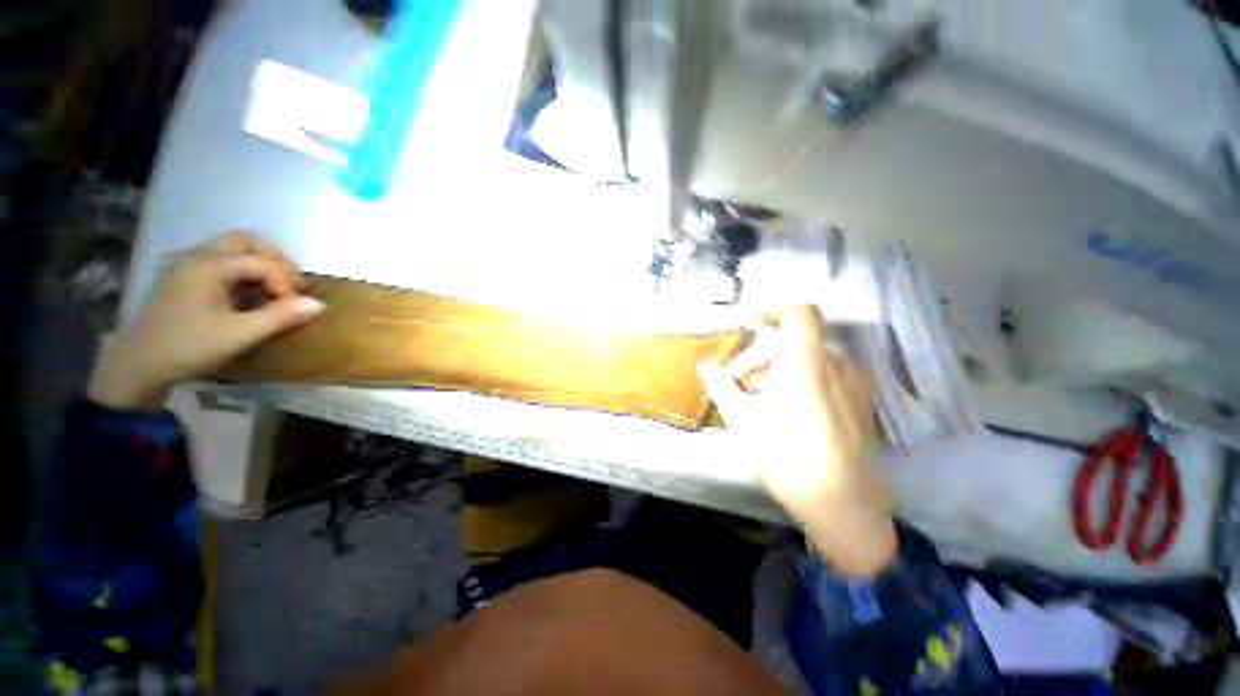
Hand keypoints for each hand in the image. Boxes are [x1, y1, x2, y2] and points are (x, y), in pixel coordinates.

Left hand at [87, 232, 325, 410]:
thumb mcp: (238, 335)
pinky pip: (221, 261)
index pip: (261, 262)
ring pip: (232, 249)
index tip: (295, 307)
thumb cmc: (188, 347)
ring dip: (259, 264)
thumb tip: (320, 304)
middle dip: (275, 260)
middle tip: (291, 286)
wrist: (137, 366)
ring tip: (273, 290)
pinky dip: (243, 271)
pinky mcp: (183, 278)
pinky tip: (249, 294)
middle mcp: (197, 256)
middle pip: (246, 242)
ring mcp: (187, 265)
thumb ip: (280, 317)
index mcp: (208, 265)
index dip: (285, 282)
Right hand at [699, 306, 896, 575]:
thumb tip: (704, 367)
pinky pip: (823, 376)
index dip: (772, 309)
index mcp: (806, 364)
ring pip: (806, 360)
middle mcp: (835, 365)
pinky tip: (783, 409)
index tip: (747, 323)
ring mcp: (852, 383)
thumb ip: (721, 386)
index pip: (799, 313)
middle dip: (759, 357)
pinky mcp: (859, 401)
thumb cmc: (786, 456)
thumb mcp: (742, 419)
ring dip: (776, 370)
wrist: (842, 504)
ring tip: (755, 400)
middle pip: (791, 343)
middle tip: (736, 383)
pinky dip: (798, 380)